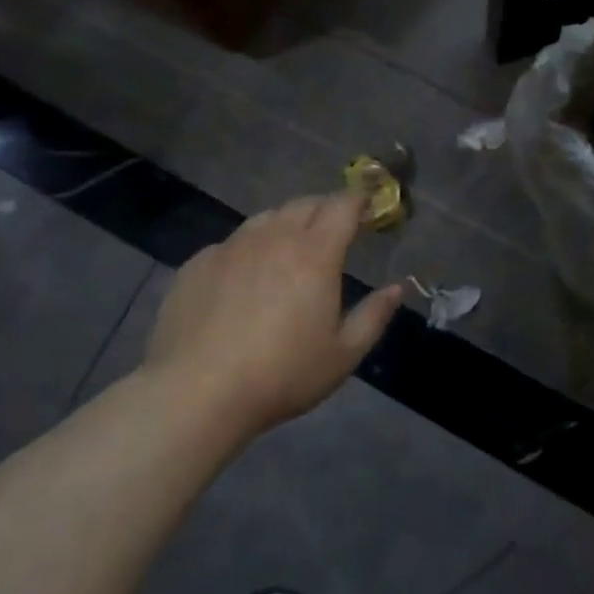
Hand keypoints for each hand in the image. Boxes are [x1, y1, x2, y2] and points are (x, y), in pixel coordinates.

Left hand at [144, 194, 401, 440]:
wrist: (198, 392)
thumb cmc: (283, 374)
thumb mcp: (343, 355)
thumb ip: (374, 316)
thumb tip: (396, 288)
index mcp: (315, 253)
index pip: (342, 206)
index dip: (358, 201)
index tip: (366, 207)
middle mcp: (274, 237)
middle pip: (304, 204)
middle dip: (324, 209)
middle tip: (333, 230)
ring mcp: (232, 246)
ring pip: (266, 218)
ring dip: (286, 224)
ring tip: (289, 249)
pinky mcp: (199, 262)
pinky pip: (232, 243)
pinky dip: (249, 249)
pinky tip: (244, 279)